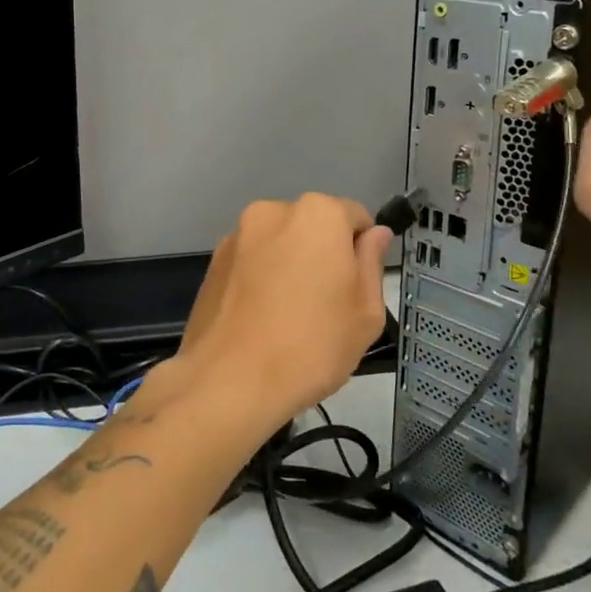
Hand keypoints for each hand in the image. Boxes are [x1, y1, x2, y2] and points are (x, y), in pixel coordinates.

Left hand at [174, 194, 391, 430]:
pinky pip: (251, 261)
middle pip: (313, 227)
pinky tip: (261, 319)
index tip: (357, 288)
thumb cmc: (312, 346)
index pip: (355, 217)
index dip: (362, 252)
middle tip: (326, 306)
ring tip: (288, 317)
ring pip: (279, 243)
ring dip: (289, 265)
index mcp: (318, 214)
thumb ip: (371, 263)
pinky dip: (260, 278)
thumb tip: (375, 234)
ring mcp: (238, 235)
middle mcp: (273, 211)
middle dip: (323, 255)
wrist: (229, 380)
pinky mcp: (214, 261)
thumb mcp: (365, 312)